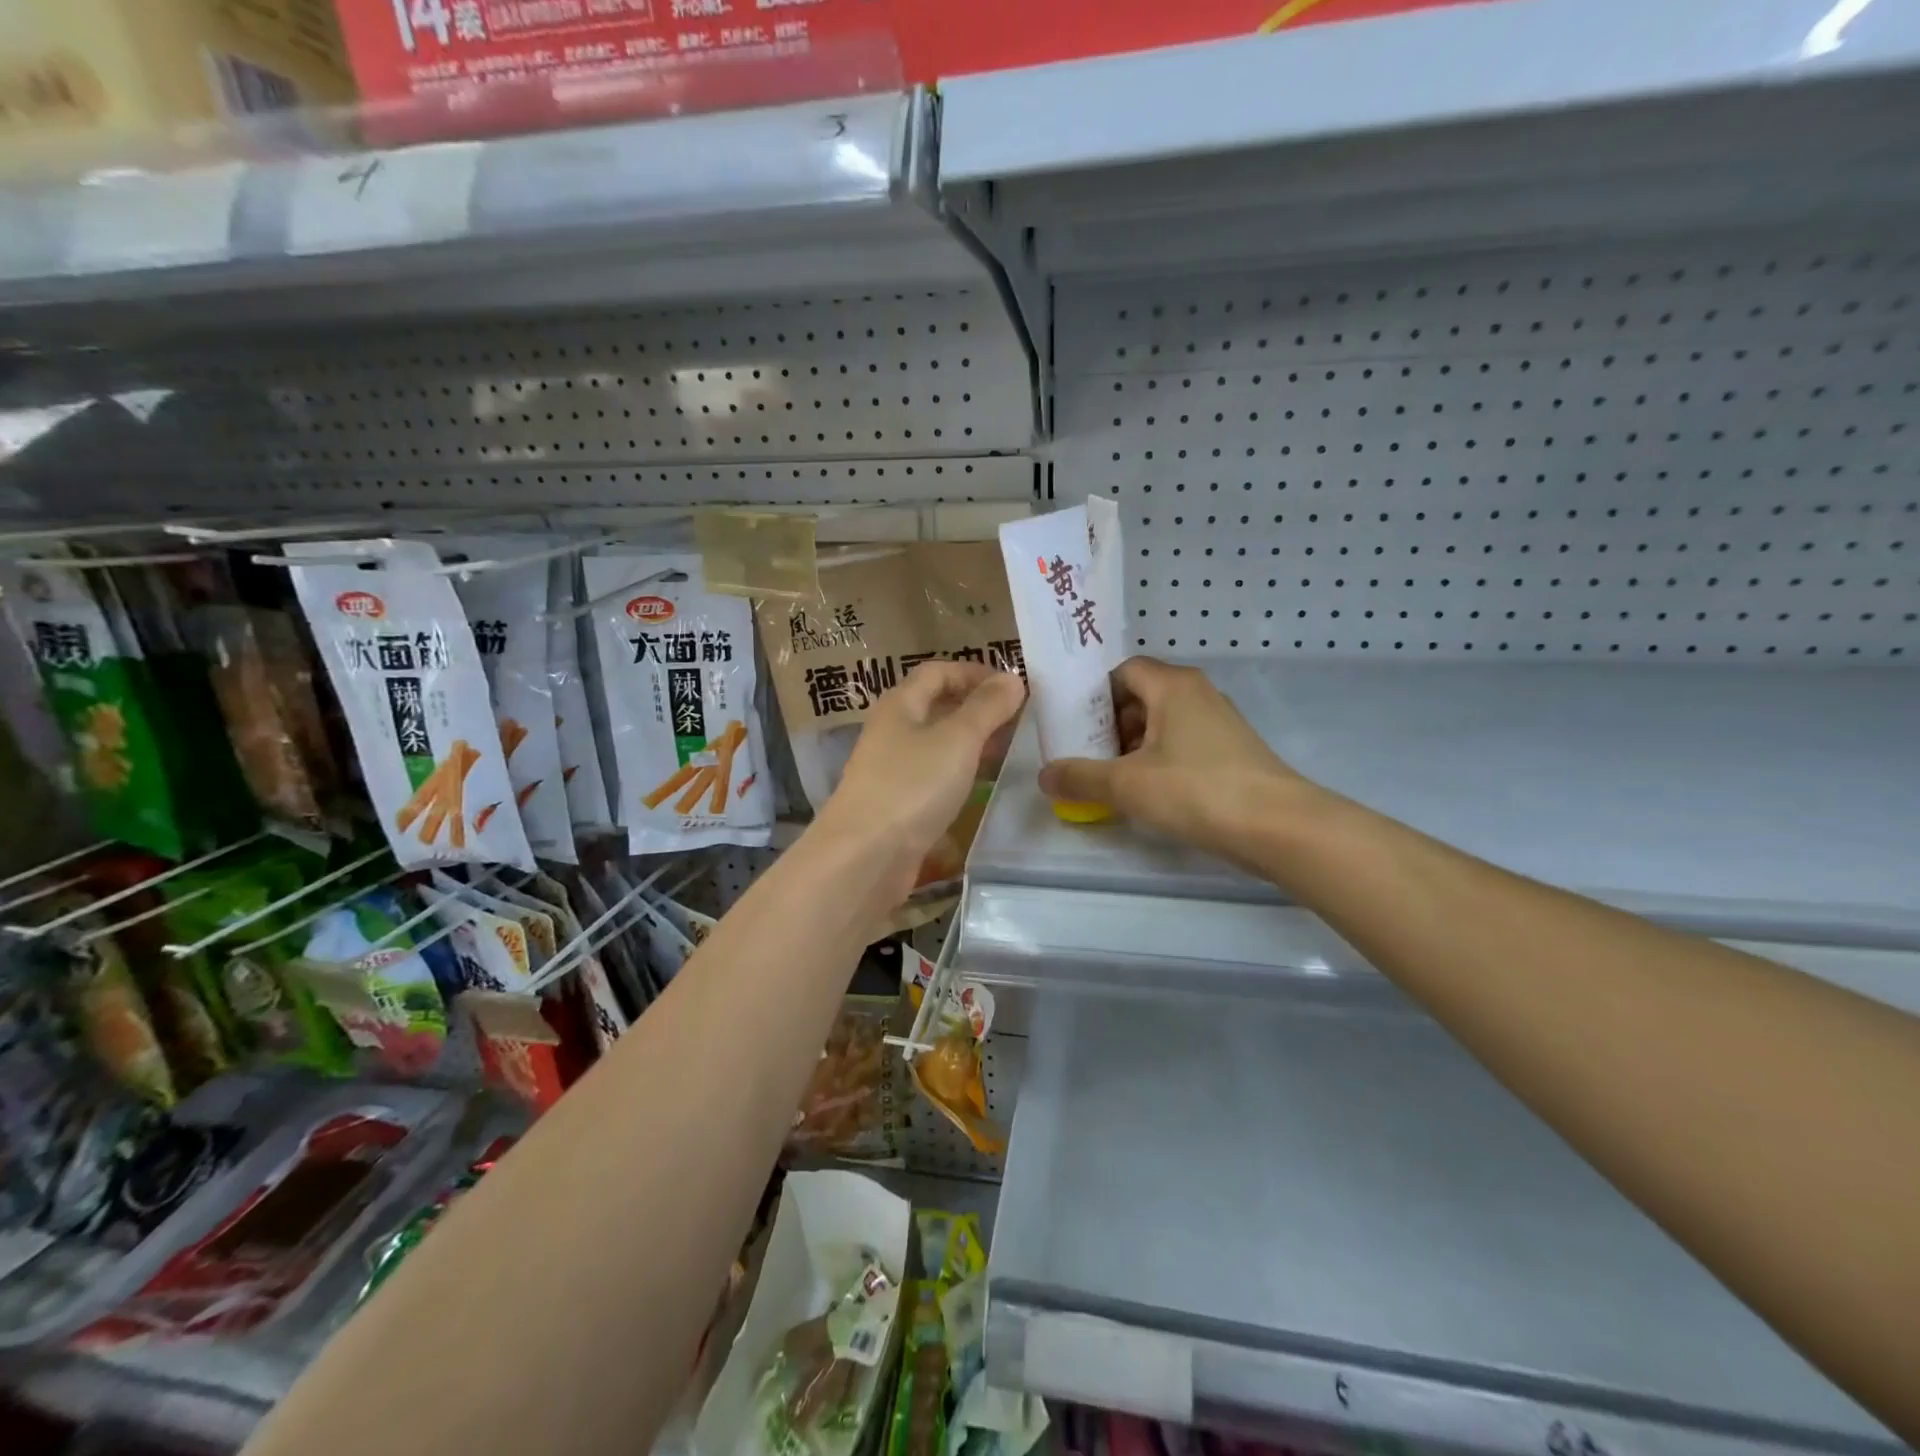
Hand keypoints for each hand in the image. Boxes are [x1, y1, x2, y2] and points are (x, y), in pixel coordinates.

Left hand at [814, 661, 1025, 896]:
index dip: (975, 673)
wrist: (864, 857)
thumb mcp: (957, 740)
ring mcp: (893, 770)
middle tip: (1021, 722)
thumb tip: (1012, 678)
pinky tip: (985, 788)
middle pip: (937, 707)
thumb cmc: (911, 787)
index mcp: (900, 705)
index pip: (938, 672)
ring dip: (973, 744)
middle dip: (979, 709)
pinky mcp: (898, 805)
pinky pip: (935, 778)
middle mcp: (892, 731)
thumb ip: (986, 708)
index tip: (1013, 688)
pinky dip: (961, 775)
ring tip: (1012, 753)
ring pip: (938, 745)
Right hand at [1038, 656, 1321, 865]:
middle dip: (1109, 724)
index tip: (1072, 724)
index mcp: (1172, 686)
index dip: (1093, 694)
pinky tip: (1147, 792)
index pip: (1122, 670)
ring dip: (1133, 746)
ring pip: (1162, 722)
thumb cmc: (1196, 790)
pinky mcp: (1231, 751)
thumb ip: (1080, 777)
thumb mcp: (1127, 785)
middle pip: (1140, 696)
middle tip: (1085, 754)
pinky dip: (1159, 760)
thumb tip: (1044, 776)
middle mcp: (1197, 693)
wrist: (1278, 826)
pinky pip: (1182, 743)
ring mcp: (1219, 722)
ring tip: (1111, 778)